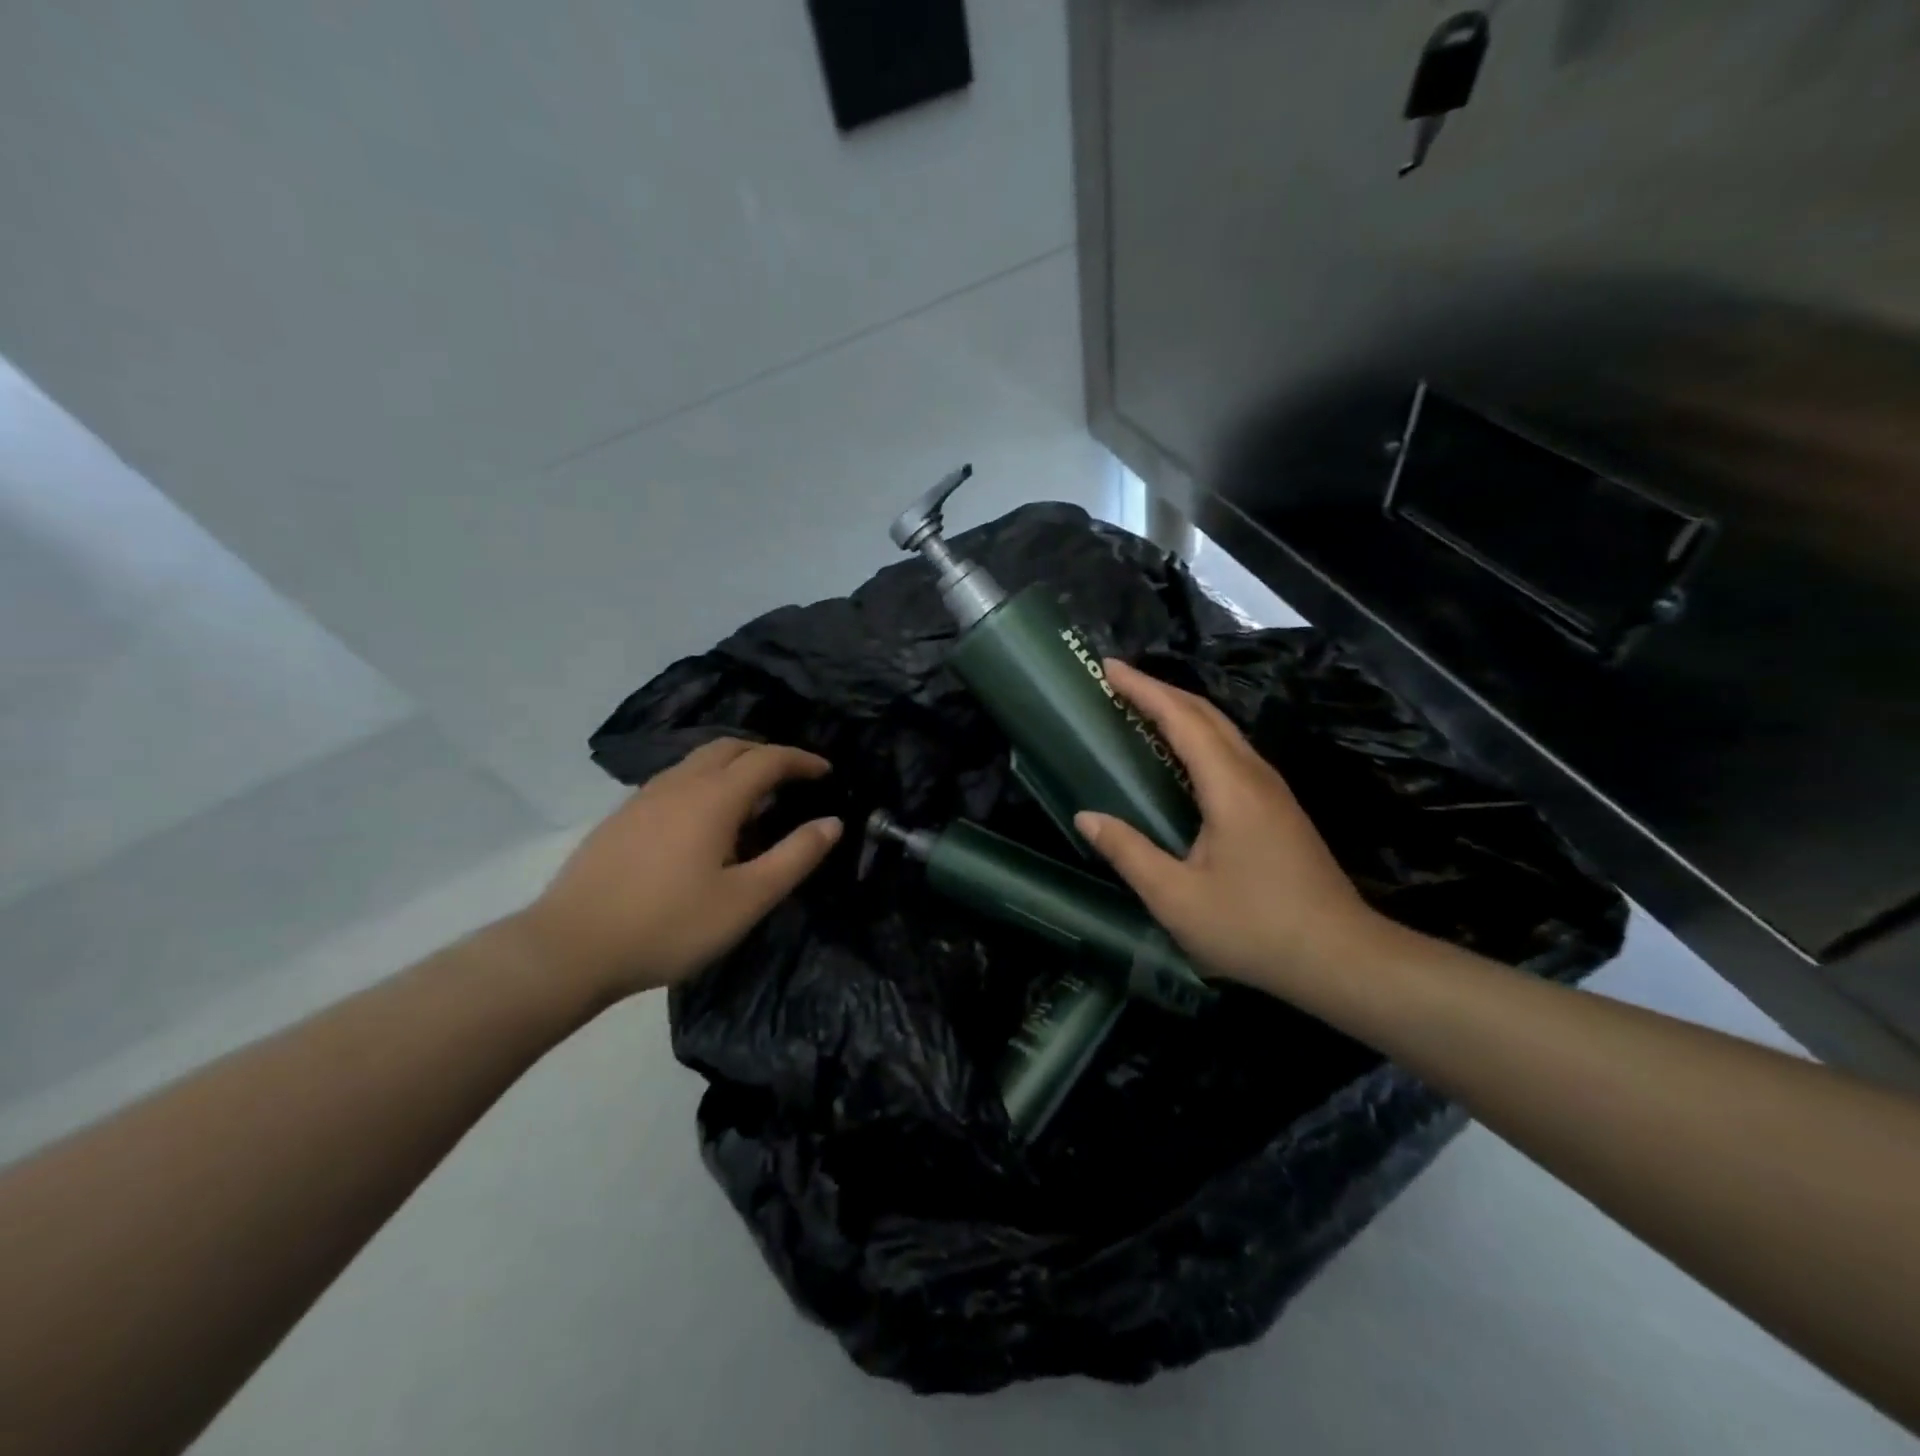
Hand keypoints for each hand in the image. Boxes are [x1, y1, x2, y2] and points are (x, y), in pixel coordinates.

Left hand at [510, 738, 839, 1003]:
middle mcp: (678, 784)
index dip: (801, 760)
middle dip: (767, 754)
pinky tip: (704, 820)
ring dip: (733, 765)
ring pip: (697, 761)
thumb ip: (794, 857)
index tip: (826, 772)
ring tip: (753, 797)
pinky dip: (705, 781)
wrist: (569, 948)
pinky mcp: (621, 818)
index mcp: (713, 798)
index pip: (767, 759)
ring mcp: (643, 798)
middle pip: (729, 747)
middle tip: (792, 779)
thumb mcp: (746, 900)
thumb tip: (833, 822)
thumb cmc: (668, 925)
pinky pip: (675, 780)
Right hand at [1074, 660, 1387, 998]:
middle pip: (1206, 714)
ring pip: (1223, 731)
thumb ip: (1128, 853)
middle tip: (1117, 681)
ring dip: (1181, 711)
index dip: (1143, 689)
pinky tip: (1181, 756)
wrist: (1341, 958)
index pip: (1181, 718)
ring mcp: (1272, 790)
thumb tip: (1086, 816)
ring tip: (1141, 708)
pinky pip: (1231, 752)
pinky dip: (1198, 737)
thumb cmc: (1254, 928)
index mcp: (1230, 786)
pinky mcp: (1278, 808)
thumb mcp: (1176, 898)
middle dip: (1160, 690)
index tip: (1108, 667)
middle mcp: (1255, 775)